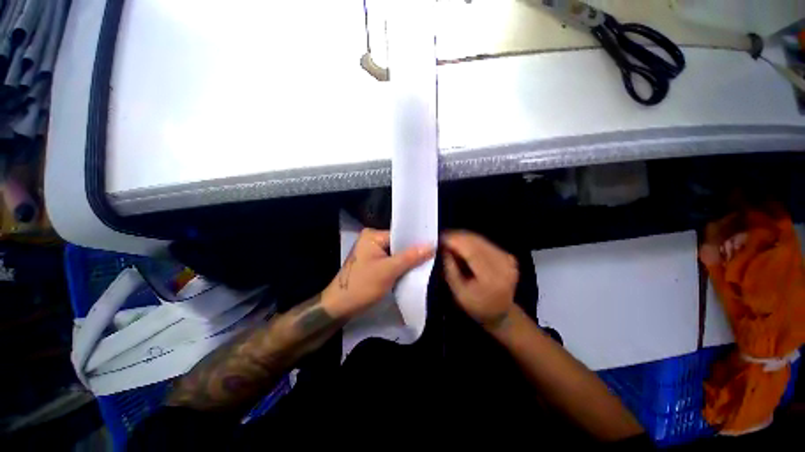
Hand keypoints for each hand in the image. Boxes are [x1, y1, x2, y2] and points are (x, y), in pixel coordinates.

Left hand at [322, 229, 433, 318]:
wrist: (339, 307)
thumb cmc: (362, 286)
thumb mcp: (388, 270)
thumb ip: (411, 257)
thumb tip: (432, 244)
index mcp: (372, 235)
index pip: (400, 235)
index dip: (416, 242)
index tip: (433, 248)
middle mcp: (371, 240)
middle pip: (398, 244)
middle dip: (412, 253)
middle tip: (432, 257)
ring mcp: (371, 252)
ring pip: (395, 254)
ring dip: (407, 261)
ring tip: (425, 264)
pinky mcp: (372, 263)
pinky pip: (390, 261)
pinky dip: (399, 267)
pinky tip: (411, 271)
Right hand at [442, 231, 517, 328]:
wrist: (501, 314)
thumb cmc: (477, 306)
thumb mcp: (458, 292)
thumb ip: (450, 268)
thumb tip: (443, 247)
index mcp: (492, 277)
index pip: (471, 250)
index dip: (455, 241)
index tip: (439, 238)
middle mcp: (503, 264)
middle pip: (476, 242)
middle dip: (458, 237)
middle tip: (442, 238)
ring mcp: (508, 258)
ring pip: (480, 240)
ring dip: (464, 238)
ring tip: (450, 241)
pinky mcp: (507, 255)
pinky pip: (485, 243)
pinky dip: (471, 242)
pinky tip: (462, 245)